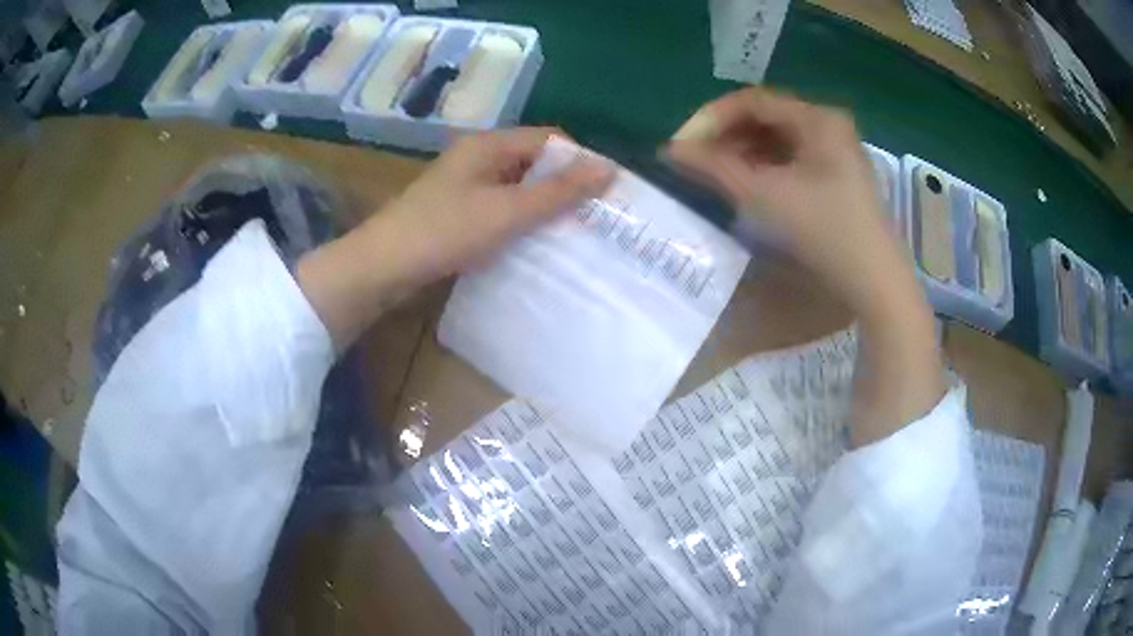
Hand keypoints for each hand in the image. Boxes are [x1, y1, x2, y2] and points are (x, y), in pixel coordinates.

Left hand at [368, 127, 614, 287]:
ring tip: (576, 230)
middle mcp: (478, 157)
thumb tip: (609, 167)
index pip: (549, 139)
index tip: (608, 190)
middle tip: (597, 214)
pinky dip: (521, 219)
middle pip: (534, 161)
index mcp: (489, 145)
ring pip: (517, 186)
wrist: (383, 266)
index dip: (580, 159)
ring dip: (544, 204)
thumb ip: (558, 191)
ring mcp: (465, 184)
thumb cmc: (445, 231)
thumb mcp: (507, 211)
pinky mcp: (457, 210)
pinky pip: (500, 206)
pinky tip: (537, 241)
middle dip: (565, 185)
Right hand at [666, 88, 898, 315]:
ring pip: (778, 137)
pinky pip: (791, 157)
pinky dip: (764, 165)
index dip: (711, 117)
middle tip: (696, 160)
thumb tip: (671, 149)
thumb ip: (715, 167)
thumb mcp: (764, 195)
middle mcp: (827, 124)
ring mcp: (835, 150)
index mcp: (817, 118)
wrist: (874, 282)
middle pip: (765, 116)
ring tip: (715, 173)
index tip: (682, 145)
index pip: (752, 100)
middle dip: (726, 134)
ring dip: (743, 150)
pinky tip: (746, 183)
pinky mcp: (836, 174)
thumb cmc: (824, 231)